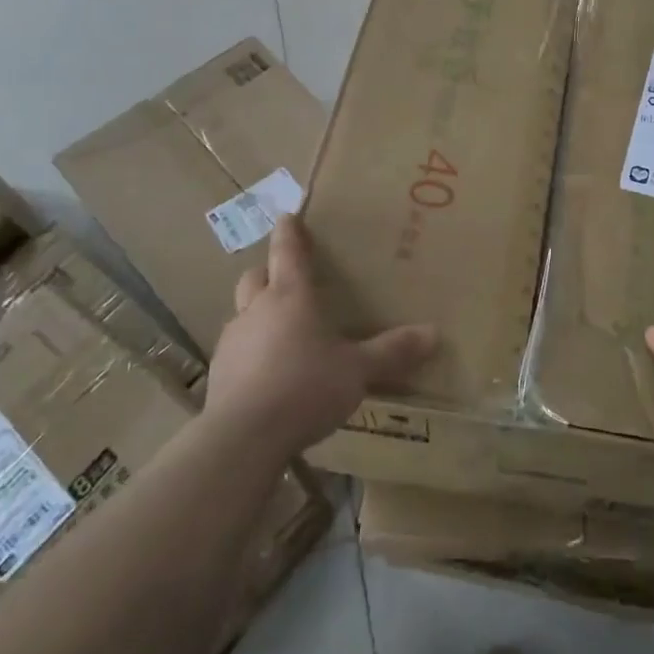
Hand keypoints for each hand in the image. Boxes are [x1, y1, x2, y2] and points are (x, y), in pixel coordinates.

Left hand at [206, 217, 437, 461]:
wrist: (243, 437)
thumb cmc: (305, 387)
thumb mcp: (358, 371)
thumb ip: (392, 351)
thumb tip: (435, 333)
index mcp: (290, 297)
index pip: (287, 252)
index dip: (289, 232)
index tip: (288, 216)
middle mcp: (256, 311)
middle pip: (255, 278)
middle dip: (269, 273)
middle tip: (288, 281)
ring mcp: (232, 342)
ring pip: (243, 315)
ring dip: (259, 316)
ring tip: (283, 335)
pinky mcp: (219, 375)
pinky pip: (237, 352)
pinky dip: (252, 353)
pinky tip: (269, 376)